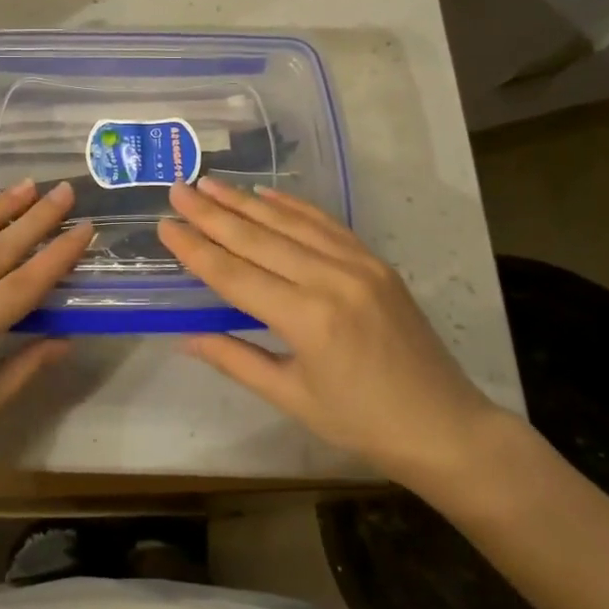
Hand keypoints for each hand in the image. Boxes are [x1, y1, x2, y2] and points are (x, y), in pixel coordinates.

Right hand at [159, 178, 507, 496]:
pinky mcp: (374, 261)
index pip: (235, 275)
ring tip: (209, 183)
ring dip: (245, 201)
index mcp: (307, 320)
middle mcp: (331, 280)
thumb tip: (184, 337)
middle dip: (212, 213)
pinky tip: (265, 194)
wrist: (444, 425)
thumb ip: (236, 359)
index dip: (196, 250)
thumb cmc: (362, 423)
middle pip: (258, 239)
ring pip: (289, 223)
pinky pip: (326, 224)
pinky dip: (292, 206)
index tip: (165, 226)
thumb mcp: (292, 397)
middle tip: (177, 190)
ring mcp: (357, 264)